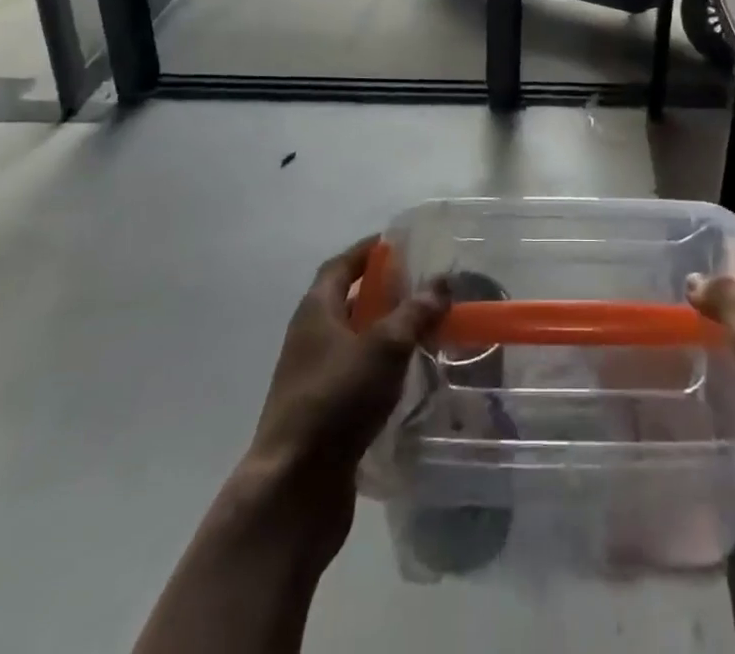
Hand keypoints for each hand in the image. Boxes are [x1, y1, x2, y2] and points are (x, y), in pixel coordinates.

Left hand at [229, 237, 448, 559]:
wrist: (293, 490)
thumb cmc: (336, 400)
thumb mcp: (384, 347)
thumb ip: (415, 312)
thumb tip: (441, 282)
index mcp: (315, 311)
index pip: (340, 266)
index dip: (367, 251)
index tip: (398, 243)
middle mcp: (309, 339)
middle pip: (346, 302)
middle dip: (382, 291)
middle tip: (422, 286)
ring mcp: (313, 379)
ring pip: (353, 342)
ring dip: (384, 332)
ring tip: (424, 329)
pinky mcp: (323, 415)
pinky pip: (356, 377)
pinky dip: (381, 369)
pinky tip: (409, 377)